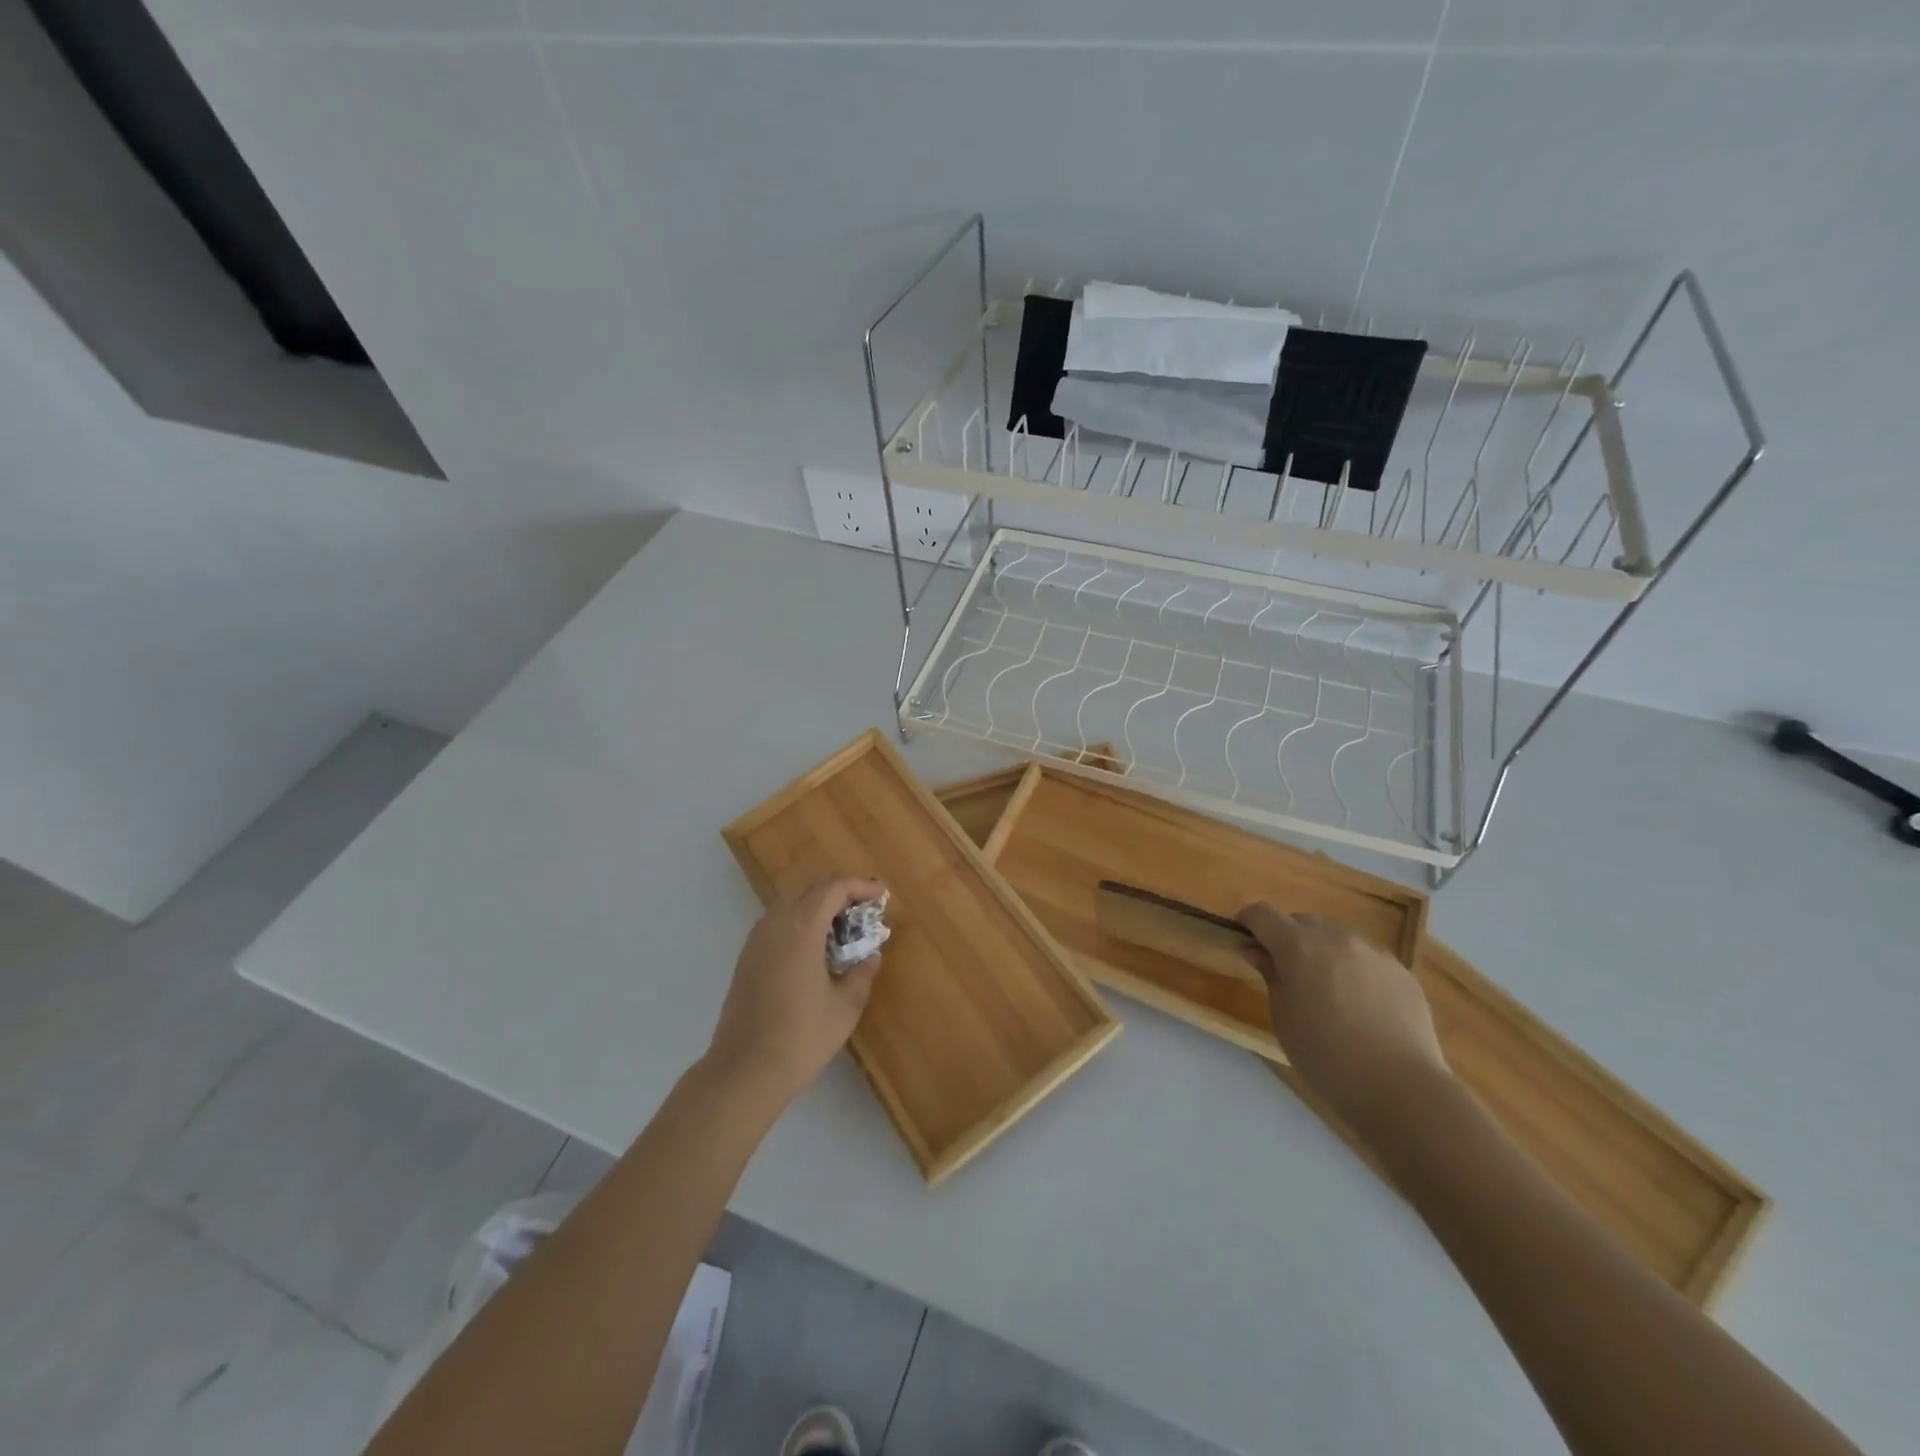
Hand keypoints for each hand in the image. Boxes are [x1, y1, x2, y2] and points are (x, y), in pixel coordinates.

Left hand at [705, 878, 888, 1107]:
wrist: (744, 1072)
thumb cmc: (801, 1038)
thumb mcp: (845, 1007)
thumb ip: (861, 974)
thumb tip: (871, 956)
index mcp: (801, 928)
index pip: (832, 889)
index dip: (859, 886)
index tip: (881, 895)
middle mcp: (775, 925)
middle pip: (809, 890)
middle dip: (838, 893)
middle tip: (863, 911)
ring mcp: (755, 941)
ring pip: (789, 905)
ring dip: (816, 907)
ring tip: (841, 929)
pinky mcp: (745, 959)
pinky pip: (776, 924)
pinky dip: (799, 923)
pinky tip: (814, 950)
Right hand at [1238, 905, 1450, 1143]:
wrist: (1403, 1089)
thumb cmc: (1327, 1057)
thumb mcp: (1283, 1018)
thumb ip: (1270, 975)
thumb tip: (1255, 949)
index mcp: (1299, 946)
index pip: (1263, 913)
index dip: (1248, 922)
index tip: (1245, 941)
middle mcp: (1336, 937)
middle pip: (1301, 920)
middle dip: (1287, 936)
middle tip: (1285, 972)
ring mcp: (1373, 951)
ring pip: (1336, 934)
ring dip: (1322, 948)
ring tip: (1325, 986)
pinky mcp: (1401, 970)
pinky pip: (1366, 955)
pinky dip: (1353, 966)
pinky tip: (1360, 1003)